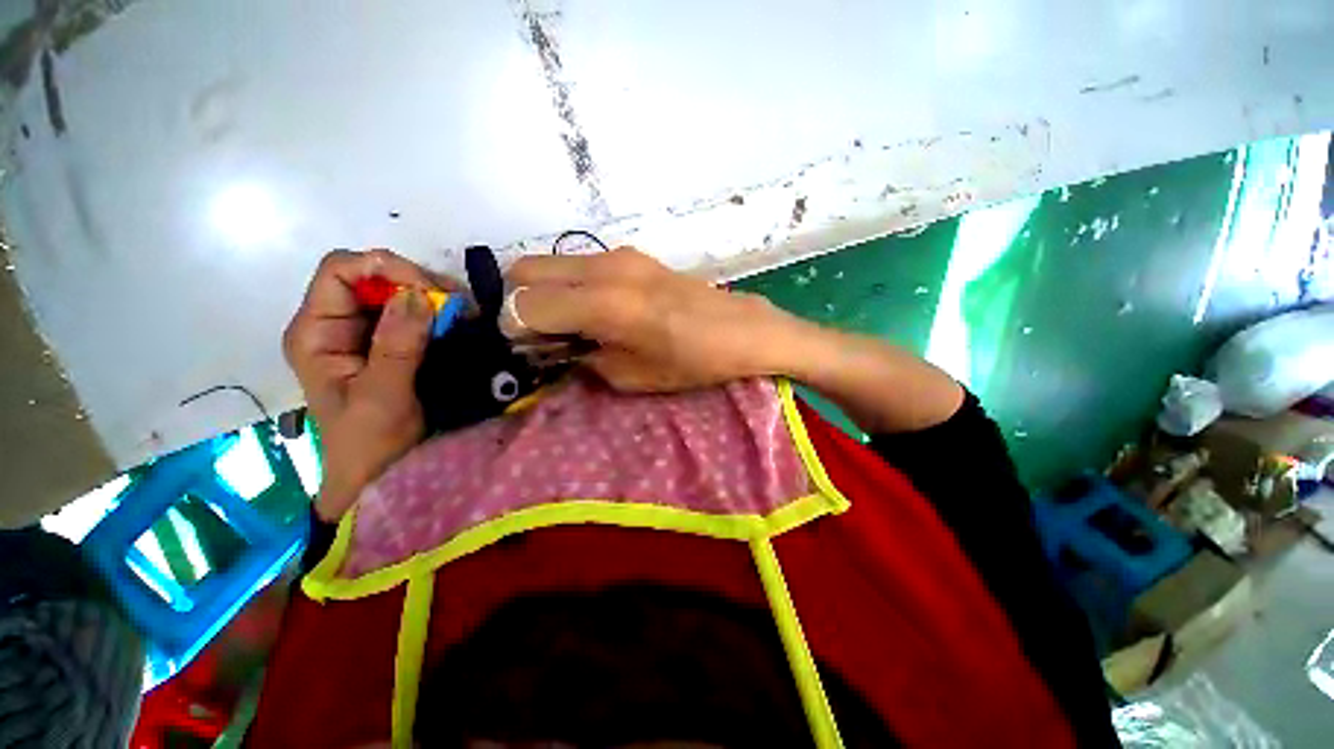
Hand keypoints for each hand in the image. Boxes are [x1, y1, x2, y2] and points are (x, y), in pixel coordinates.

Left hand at [283, 249, 442, 521]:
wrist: (378, 473)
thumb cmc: (372, 442)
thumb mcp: (383, 397)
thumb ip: (396, 346)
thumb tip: (416, 295)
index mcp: (315, 333)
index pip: (339, 271)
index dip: (383, 267)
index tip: (430, 291)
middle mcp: (334, 325)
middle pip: (369, 276)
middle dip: (414, 282)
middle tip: (457, 305)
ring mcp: (361, 334)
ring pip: (393, 292)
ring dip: (429, 297)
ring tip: (462, 314)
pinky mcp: (386, 344)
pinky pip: (410, 313)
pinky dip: (435, 313)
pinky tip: (456, 324)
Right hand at [504, 248, 796, 391]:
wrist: (741, 329)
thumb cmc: (693, 361)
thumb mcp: (633, 376)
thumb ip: (584, 358)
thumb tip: (555, 346)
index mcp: (604, 304)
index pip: (525, 304)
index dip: (512, 328)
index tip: (522, 348)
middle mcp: (604, 268)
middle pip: (525, 270)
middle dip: (516, 301)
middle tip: (534, 334)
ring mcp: (618, 255)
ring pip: (549, 262)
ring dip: (541, 290)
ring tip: (561, 323)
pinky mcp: (631, 255)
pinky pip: (577, 263)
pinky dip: (566, 284)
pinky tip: (588, 309)